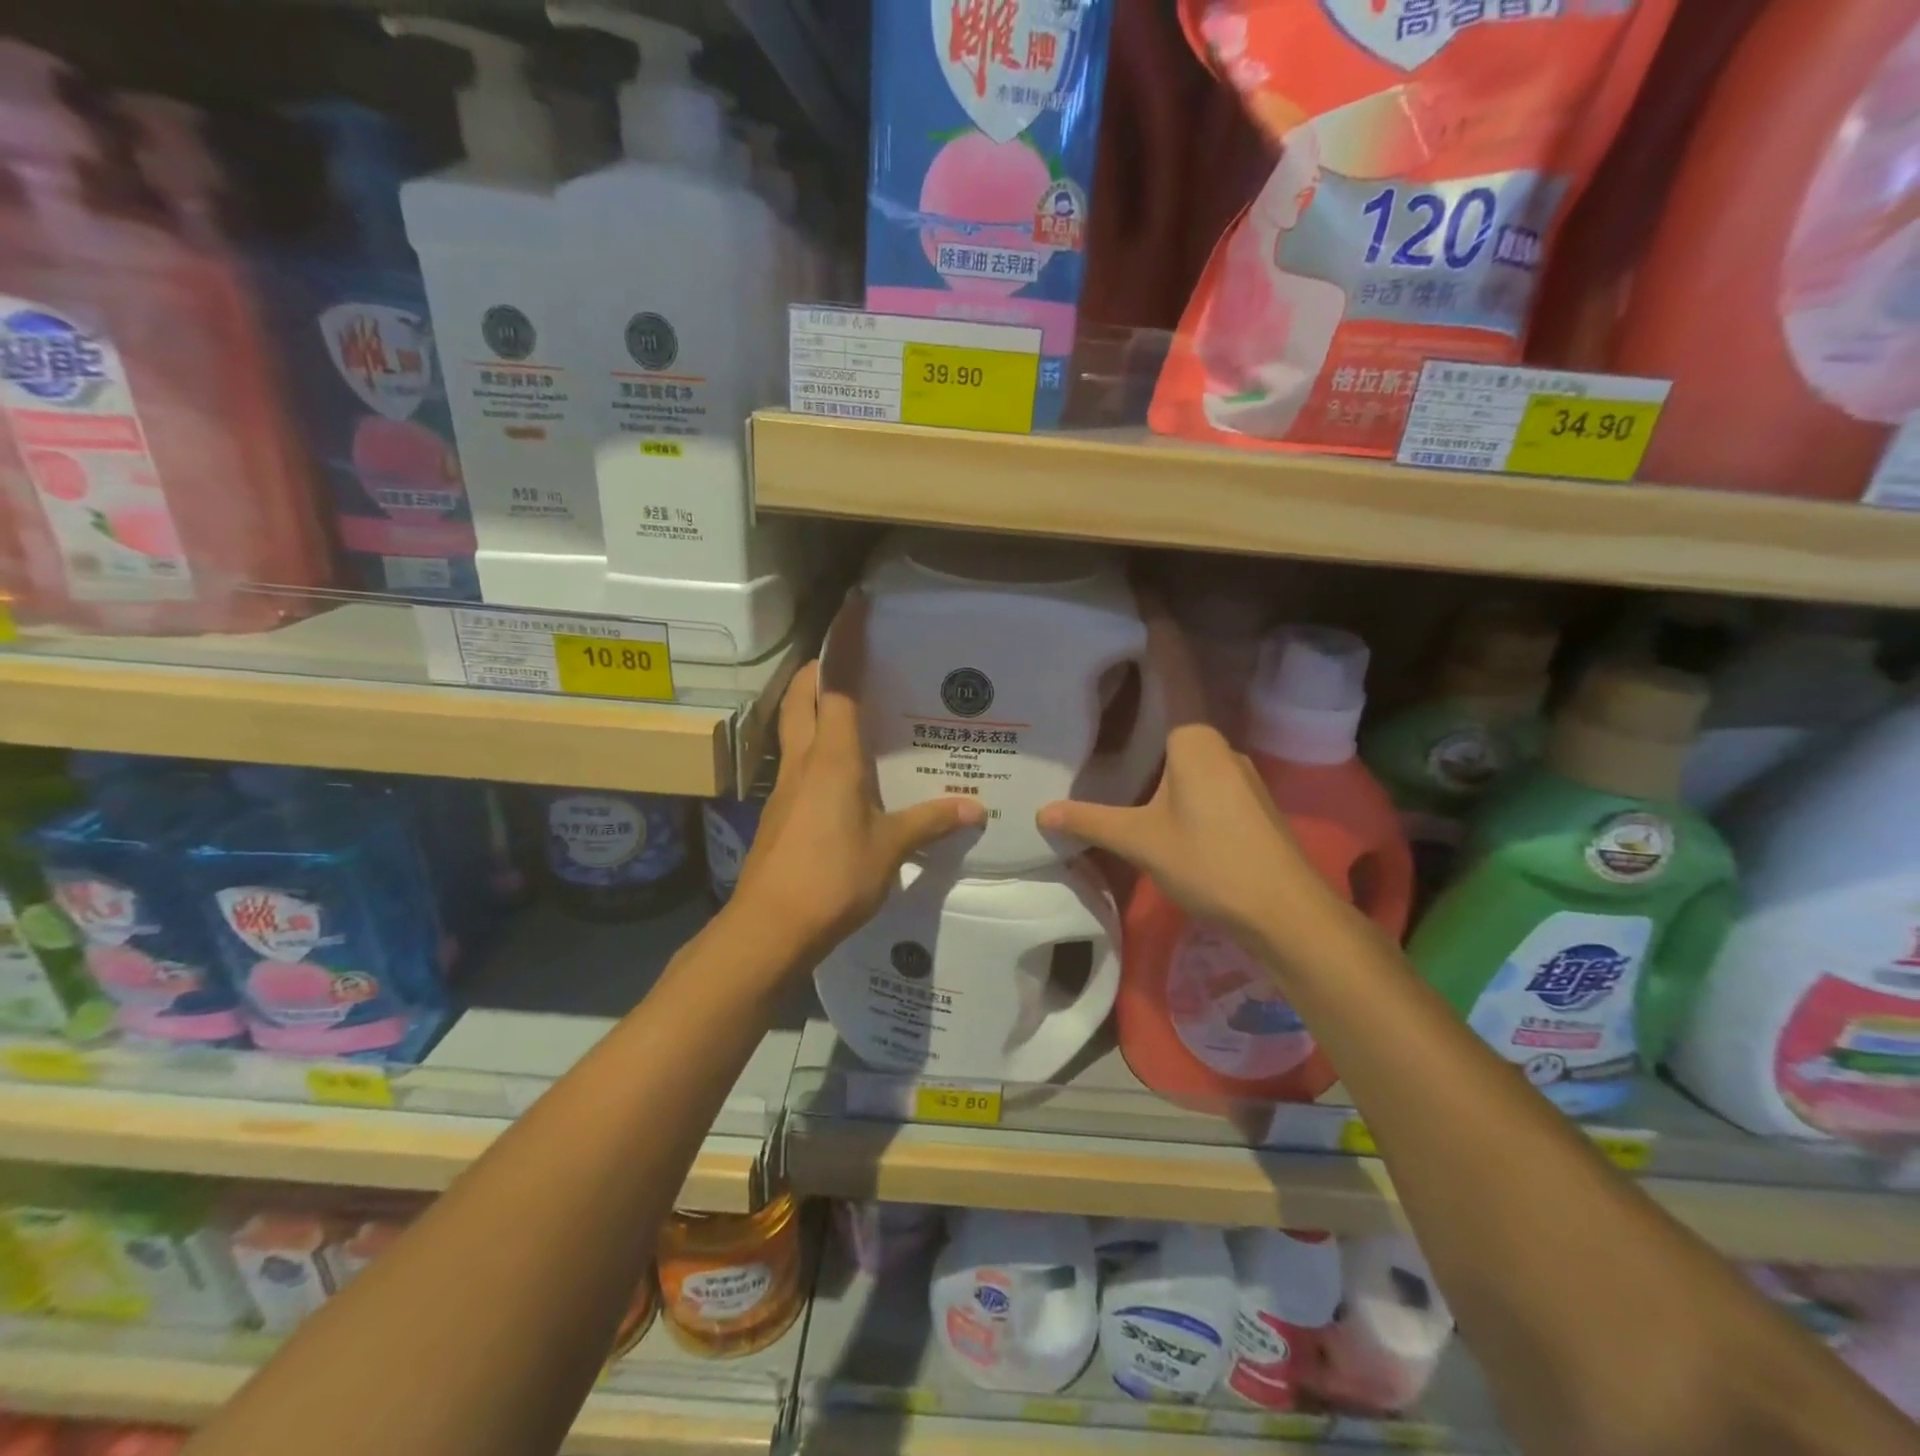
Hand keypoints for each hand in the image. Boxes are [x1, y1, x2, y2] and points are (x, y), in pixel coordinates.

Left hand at [730, 599, 984, 958]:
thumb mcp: (891, 848)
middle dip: (819, 669)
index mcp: (832, 757)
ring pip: (793, 727)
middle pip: (802, 697)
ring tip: (848, 705)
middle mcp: (803, 760)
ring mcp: (785, 786)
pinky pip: (796, 761)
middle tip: (850, 658)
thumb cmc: (833, 876)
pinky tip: (839, 769)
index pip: (838, 686)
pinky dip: (814, 746)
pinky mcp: (779, 811)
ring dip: (812, 705)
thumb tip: (975, 809)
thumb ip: (930, 822)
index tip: (855, 608)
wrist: (771, 926)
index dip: (846, 644)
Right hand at [1037, 601, 1335, 949]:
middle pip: (1179, 703)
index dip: (1159, 631)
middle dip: (1146, 683)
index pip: (1175, 671)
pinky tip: (1148, 782)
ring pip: (1187, 741)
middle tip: (1104, 669)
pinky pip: (1197, 768)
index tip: (1143, 592)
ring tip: (1115, 728)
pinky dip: (1169, 763)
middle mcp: (1219, 747)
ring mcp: (1236, 775)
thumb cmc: (1213, 862)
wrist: (1287, 913)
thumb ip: (1092, 821)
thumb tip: (1042, 814)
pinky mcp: (1243, 802)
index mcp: (1195, 742)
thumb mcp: (1143, 841)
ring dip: (1157, 731)